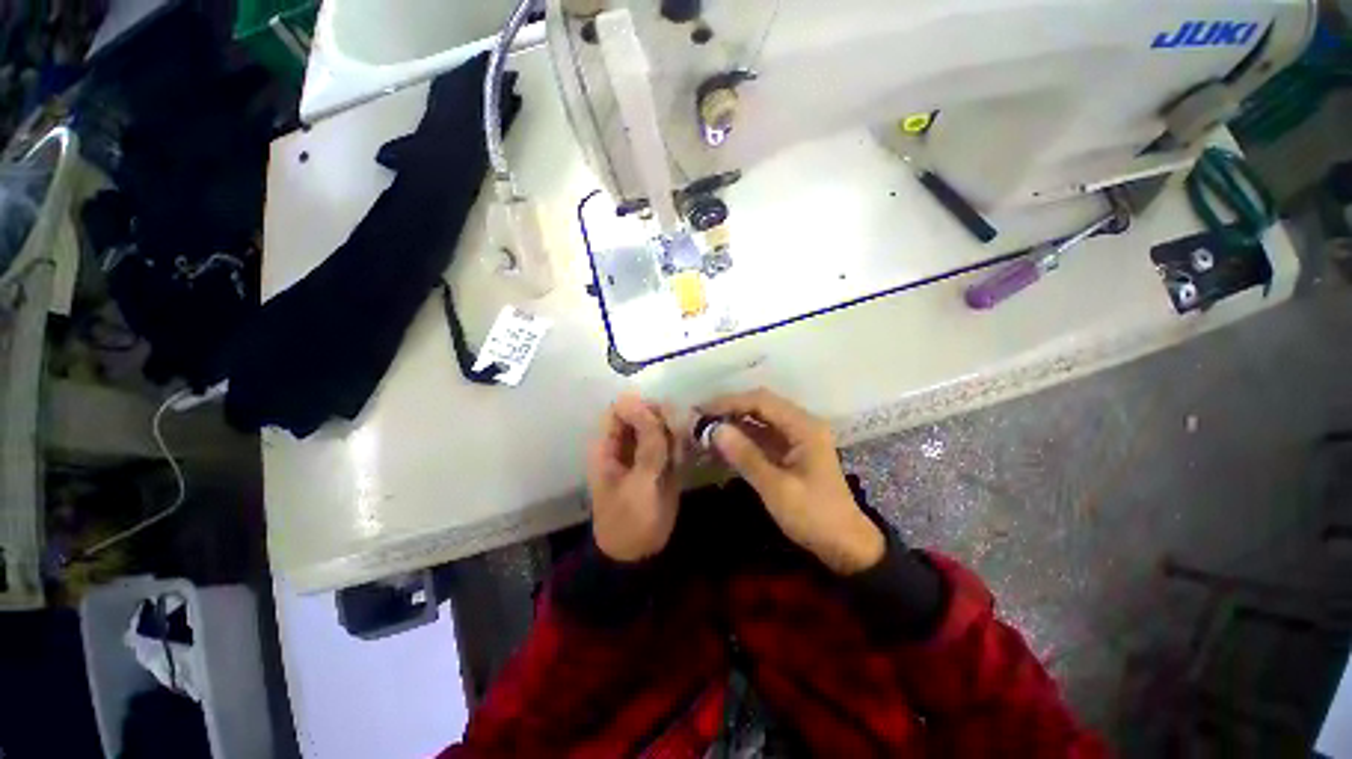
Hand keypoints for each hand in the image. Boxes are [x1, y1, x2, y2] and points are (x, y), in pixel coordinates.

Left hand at [586, 394, 684, 561]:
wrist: (639, 554)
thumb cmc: (629, 520)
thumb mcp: (639, 483)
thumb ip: (647, 444)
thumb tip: (640, 400)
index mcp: (608, 445)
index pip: (620, 408)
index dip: (641, 407)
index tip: (662, 419)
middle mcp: (626, 443)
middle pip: (644, 412)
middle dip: (662, 420)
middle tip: (677, 438)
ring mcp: (644, 452)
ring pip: (661, 425)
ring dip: (674, 433)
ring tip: (679, 456)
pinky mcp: (661, 462)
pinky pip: (672, 441)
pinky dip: (681, 445)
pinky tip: (684, 460)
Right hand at [699, 389, 884, 574]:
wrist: (845, 545)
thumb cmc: (814, 516)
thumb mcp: (777, 488)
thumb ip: (746, 456)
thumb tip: (715, 430)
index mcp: (804, 427)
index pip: (761, 401)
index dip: (729, 402)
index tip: (702, 411)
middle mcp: (801, 424)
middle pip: (760, 405)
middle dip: (729, 409)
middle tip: (699, 419)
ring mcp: (796, 436)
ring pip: (759, 419)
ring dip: (734, 422)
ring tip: (705, 430)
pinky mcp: (791, 450)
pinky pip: (762, 435)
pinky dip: (742, 437)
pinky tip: (723, 444)